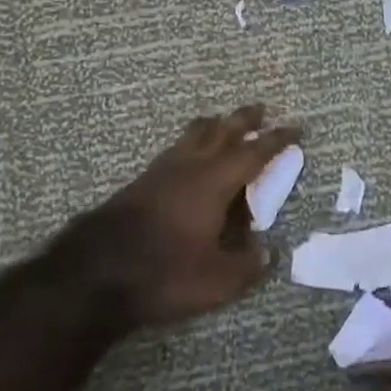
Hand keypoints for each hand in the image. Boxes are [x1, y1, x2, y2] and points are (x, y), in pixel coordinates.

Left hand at [55, 104, 300, 329]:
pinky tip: (189, 156)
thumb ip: (249, 265)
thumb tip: (270, 251)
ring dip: (214, 126)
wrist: (95, 273)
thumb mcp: (218, 281)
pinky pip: (176, 150)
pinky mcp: (140, 182)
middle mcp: (190, 167)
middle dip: (244, 120)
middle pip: (222, 131)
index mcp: (215, 183)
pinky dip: (191, 143)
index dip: (277, 140)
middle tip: (260, 109)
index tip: (296, 128)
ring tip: (223, 123)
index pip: (254, 153)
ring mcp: (161, 171)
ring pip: (193, 135)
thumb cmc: (164, 273)